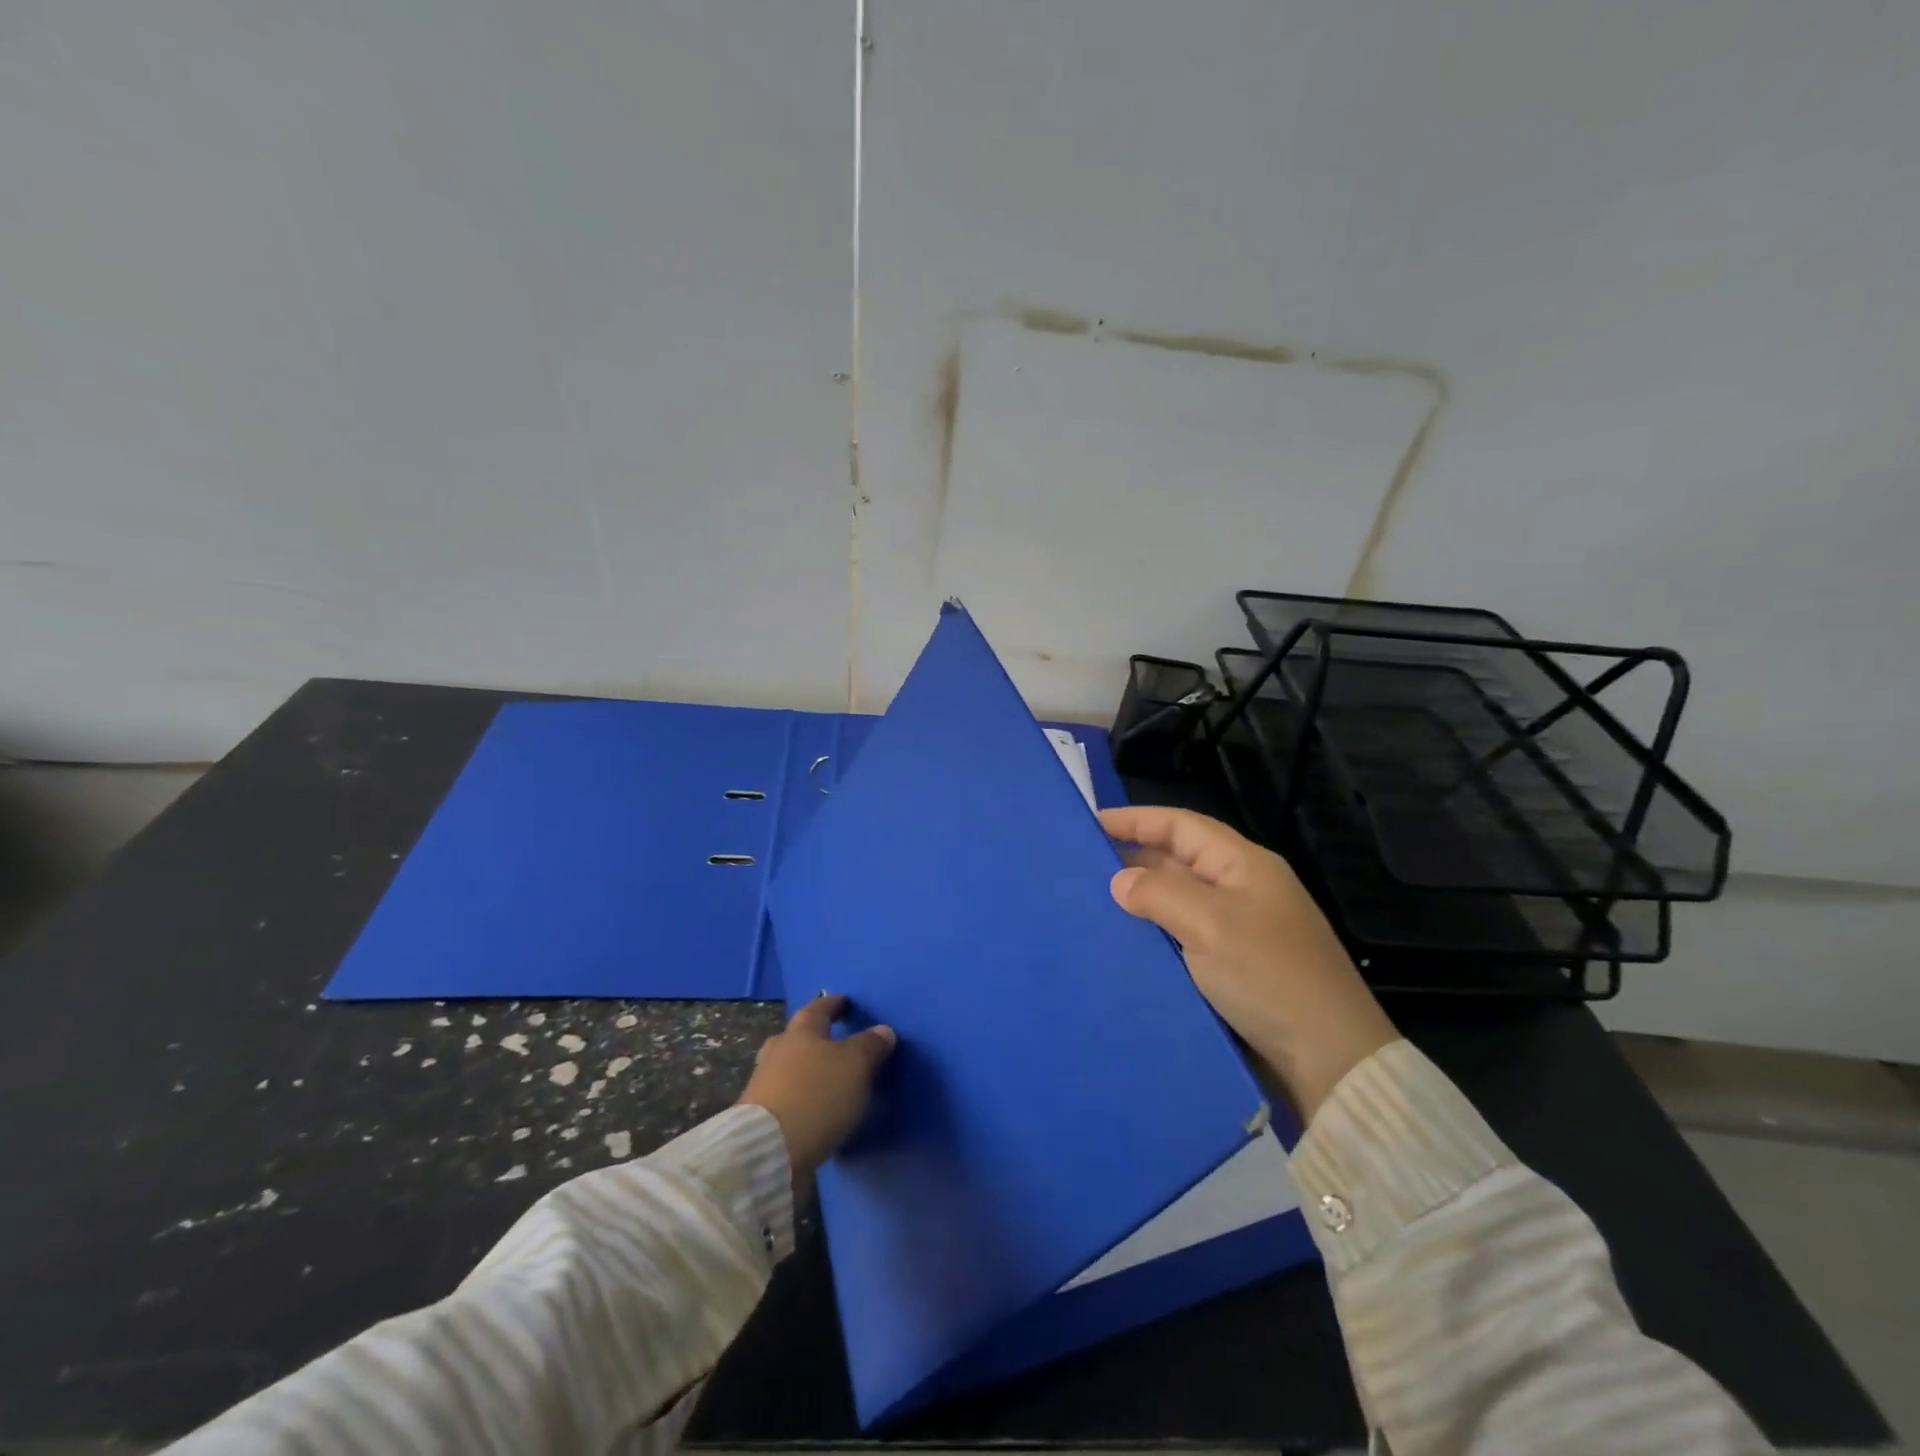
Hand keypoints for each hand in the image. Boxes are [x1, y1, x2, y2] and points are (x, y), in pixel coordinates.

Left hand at [737, 994, 896, 1188]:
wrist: (769, 1149)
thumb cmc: (816, 1094)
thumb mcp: (855, 1065)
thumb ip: (870, 1046)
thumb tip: (883, 1030)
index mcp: (801, 1032)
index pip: (818, 1008)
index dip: (833, 1004)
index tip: (845, 1002)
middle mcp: (778, 1052)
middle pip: (795, 1038)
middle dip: (812, 1039)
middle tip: (832, 1043)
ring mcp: (764, 1086)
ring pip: (787, 1069)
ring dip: (805, 1072)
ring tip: (828, 1083)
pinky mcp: (760, 1119)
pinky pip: (785, 1099)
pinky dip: (800, 1100)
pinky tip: (815, 1112)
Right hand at [1100, 805, 1396, 1122]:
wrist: (1329, 1059)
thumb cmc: (1269, 976)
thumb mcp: (1210, 924)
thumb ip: (1158, 894)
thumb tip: (1119, 882)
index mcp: (1244, 865)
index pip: (1182, 826)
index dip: (1137, 820)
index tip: (1092, 823)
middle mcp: (1242, 889)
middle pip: (1179, 860)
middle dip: (1133, 858)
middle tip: (1082, 867)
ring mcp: (1239, 929)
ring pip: (1179, 900)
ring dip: (1141, 899)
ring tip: (1093, 903)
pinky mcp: (1234, 966)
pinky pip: (1183, 935)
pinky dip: (1154, 933)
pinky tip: (1125, 943)